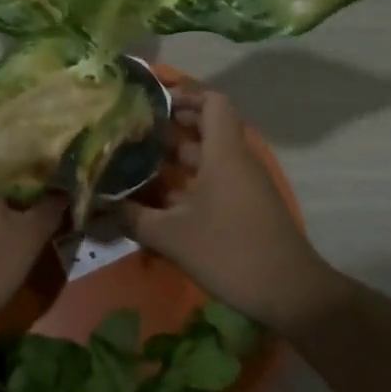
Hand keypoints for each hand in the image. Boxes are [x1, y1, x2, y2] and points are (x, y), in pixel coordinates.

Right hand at [125, 87, 348, 333]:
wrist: (292, 295)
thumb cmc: (230, 252)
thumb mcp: (172, 236)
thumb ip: (132, 217)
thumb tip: (98, 206)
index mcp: (223, 153)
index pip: (212, 102)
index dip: (184, 96)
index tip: (152, 104)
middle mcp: (236, 161)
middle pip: (206, 128)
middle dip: (170, 128)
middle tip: (134, 133)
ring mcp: (244, 185)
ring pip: (208, 158)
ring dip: (175, 159)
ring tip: (137, 164)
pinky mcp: (246, 208)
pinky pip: (214, 181)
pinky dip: (188, 183)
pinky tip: (159, 201)